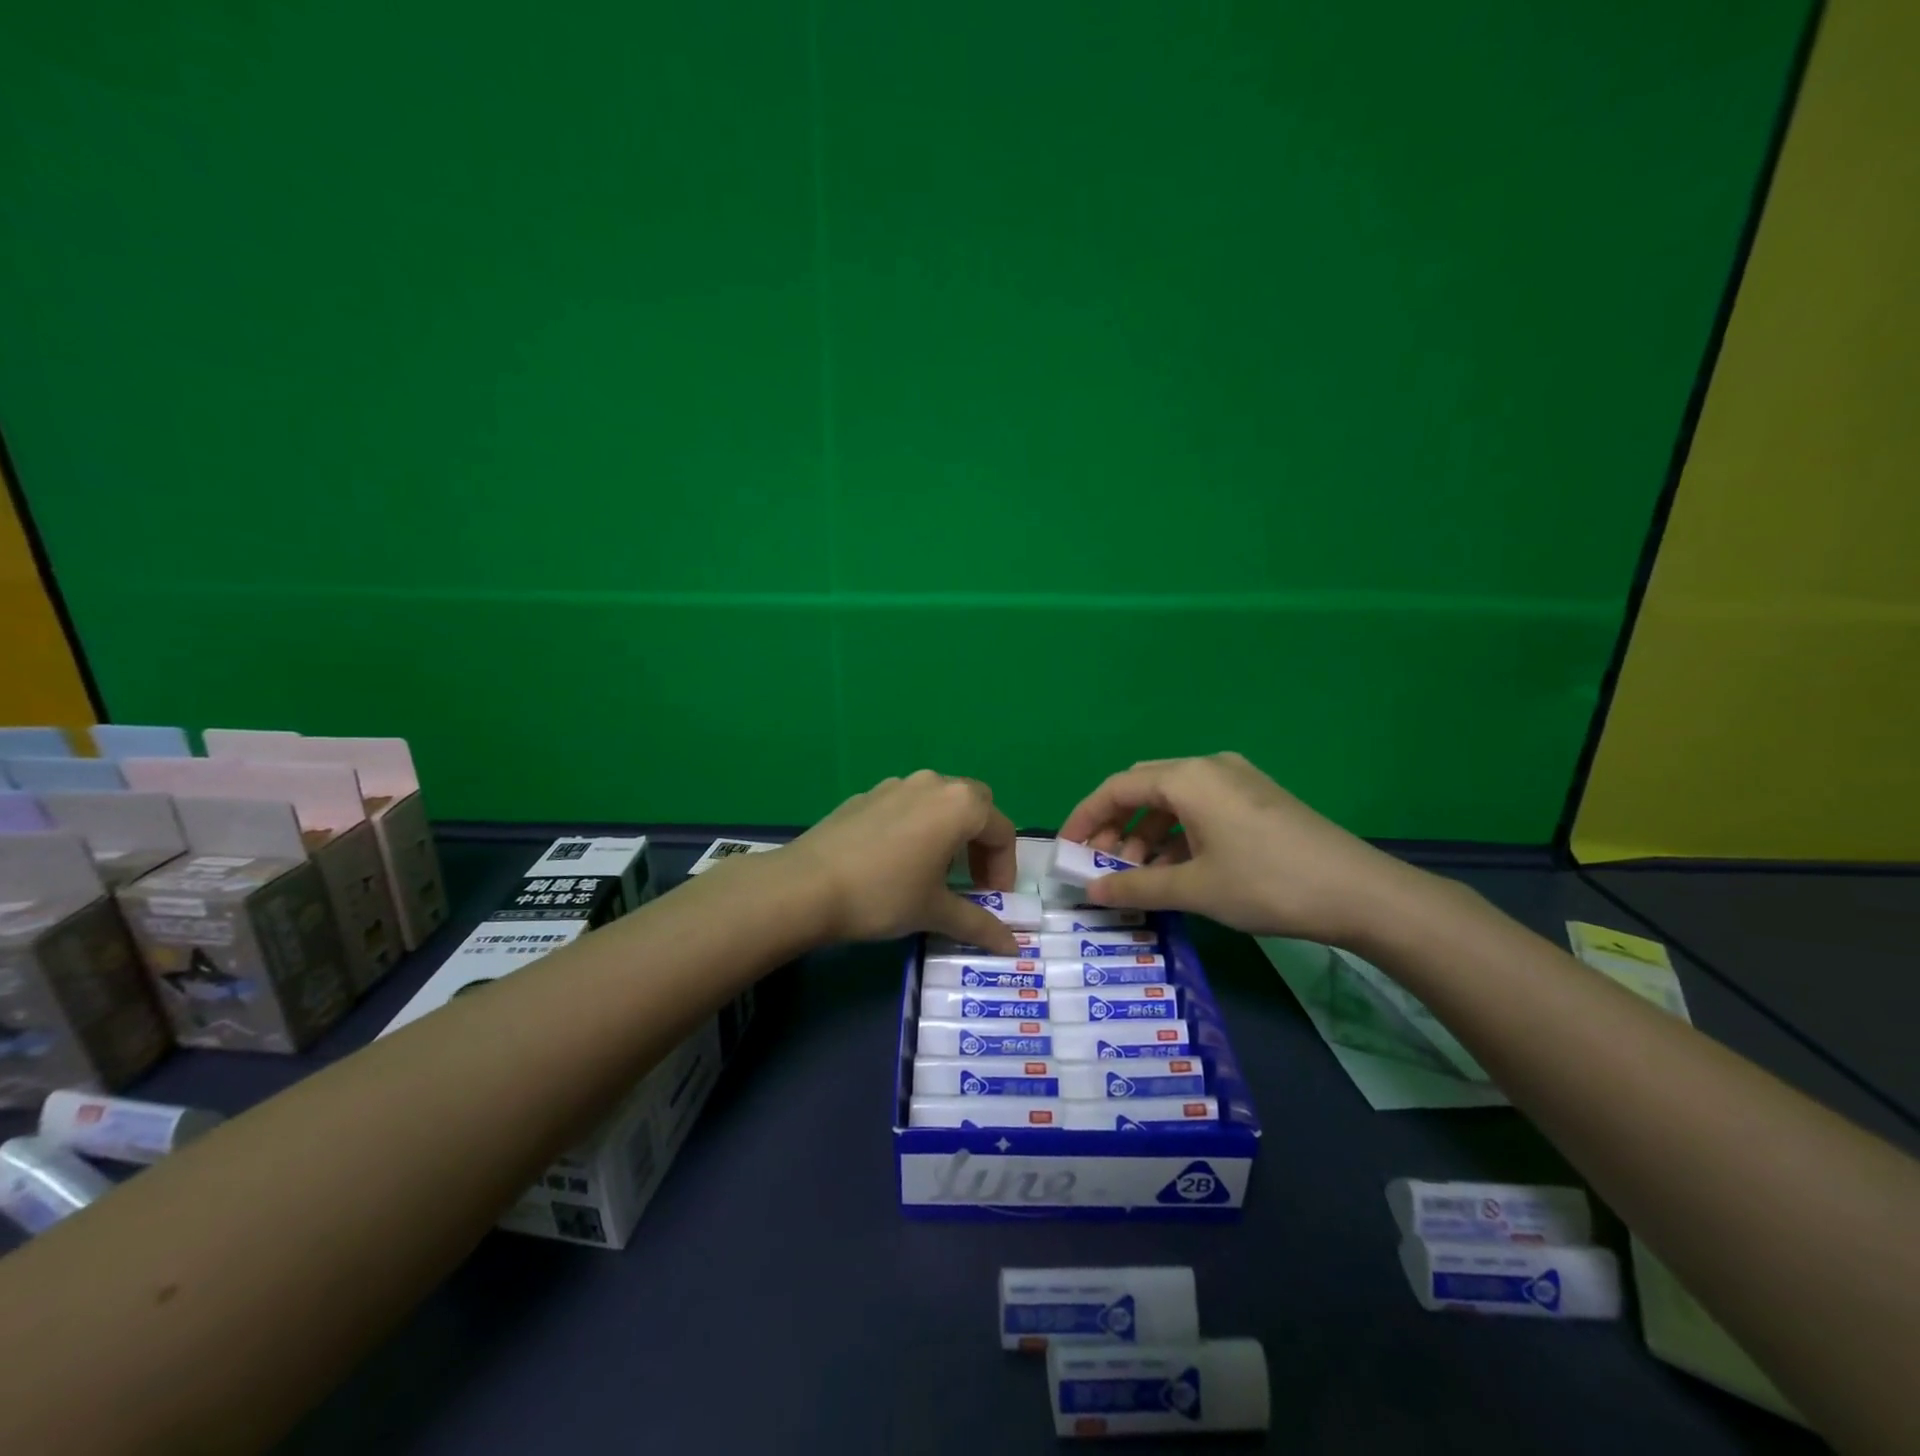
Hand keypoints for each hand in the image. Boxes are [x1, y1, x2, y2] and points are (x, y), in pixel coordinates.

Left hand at [782, 770, 1021, 951]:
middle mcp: (933, 784)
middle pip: (975, 805)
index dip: (1005, 869)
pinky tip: (897, 862)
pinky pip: (907, 806)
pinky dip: (918, 827)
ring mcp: (897, 784)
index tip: (994, 899)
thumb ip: (979, 924)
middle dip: (982, 843)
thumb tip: (1013, 947)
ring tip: (935, 872)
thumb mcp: (935, 912)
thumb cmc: (883, 895)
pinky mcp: (867, 794)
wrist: (806, 885)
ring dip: (950, 832)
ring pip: (940, 802)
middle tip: (972, 881)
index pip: (1002, 832)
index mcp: (959, 805)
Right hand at [1058, 752, 1424, 945]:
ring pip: (1172, 800)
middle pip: (1142, 788)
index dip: (1084, 818)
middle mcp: (1208, 767)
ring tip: (1137, 874)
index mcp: (1188, 778)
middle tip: (1099, 865)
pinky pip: (1200, 808)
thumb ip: (1136, 887)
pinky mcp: (1256, 798)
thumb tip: (1090, 893)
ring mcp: (1237, 780)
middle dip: (1115, 826)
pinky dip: (1177, 834)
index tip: (1066, 850)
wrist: (1360, 892)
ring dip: (1147, 834)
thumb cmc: (1267, 883)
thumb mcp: (1195, 889)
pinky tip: (1175, 868)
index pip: (1116, 789)